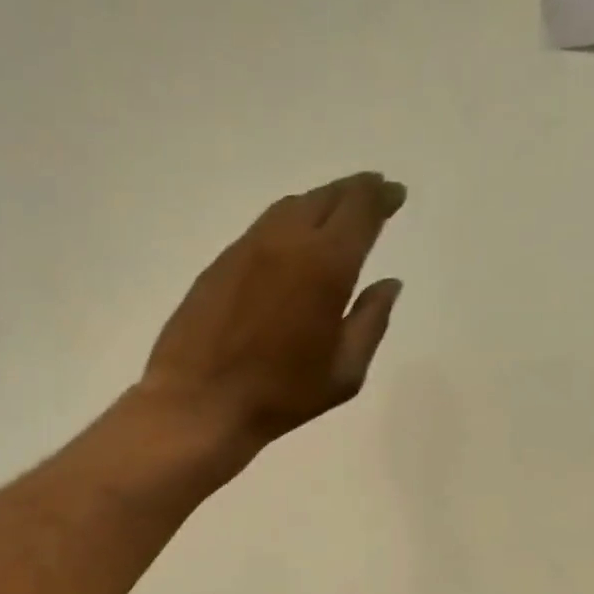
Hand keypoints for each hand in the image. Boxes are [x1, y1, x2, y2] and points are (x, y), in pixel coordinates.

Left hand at [141, 172, 406, 449]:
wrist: (199, 402)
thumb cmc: (281, 395)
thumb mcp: (344, 372)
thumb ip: (371, 321)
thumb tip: (388, 284)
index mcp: (326, 265)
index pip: (360, 210)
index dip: (381, 196)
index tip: (394, 194)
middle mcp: (287, 242)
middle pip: (326, 197)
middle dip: (355, 191)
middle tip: (372, 193)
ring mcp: (247, 248)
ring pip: (290, 207)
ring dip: (319, 203)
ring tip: (335, 213)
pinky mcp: (220, 262)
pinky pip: (263, 227)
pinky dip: (288, 223)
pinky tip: (292, 242)